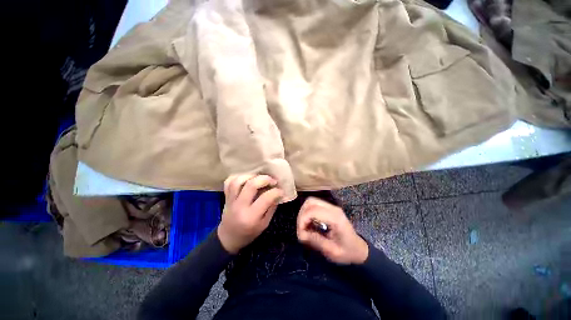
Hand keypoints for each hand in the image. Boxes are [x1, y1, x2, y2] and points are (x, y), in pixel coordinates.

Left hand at [218, 174, 282, 253]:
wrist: (229, 238)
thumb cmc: (249, 233)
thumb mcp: (264, 224)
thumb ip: (271, 208)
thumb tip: (278, 194)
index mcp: (251, 217)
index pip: (266, 198)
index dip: (276, 192)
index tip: (281, 190)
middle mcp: (240, 206)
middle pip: (251, 185)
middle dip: (265, 179)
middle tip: (272, 181)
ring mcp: (231, 200)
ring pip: (238, 181)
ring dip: (251, 176)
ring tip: (259, 178)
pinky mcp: (226, 197)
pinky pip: (229, 182)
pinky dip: (238, 177)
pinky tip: (247, 179)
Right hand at [297, 197, 368, 264]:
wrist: (359, 249)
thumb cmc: (347, 252)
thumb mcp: (332, 251)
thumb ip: (316, 240)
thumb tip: (301, 234)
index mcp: (335, 218)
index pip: (312, 211)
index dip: (302, 221)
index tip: (301, 234)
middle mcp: (333, 209)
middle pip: (310, 202)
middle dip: (301, 215)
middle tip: (301, 229)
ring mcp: (331, 207)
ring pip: (310, 201)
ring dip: (304, 212)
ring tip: (304, 227)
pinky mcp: (329, 208)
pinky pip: (314, 205)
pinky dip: (308, 212)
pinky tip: (309, 223)